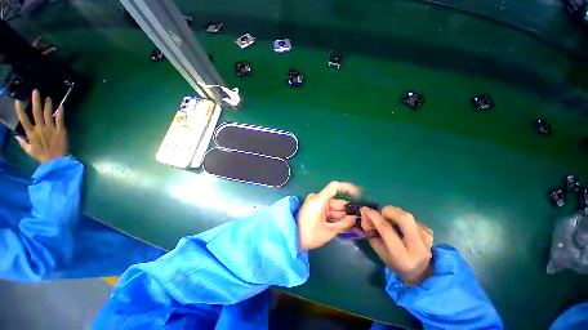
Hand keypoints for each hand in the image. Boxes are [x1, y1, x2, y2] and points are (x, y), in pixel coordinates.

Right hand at [15, 90, 67, 162]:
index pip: (24, 119)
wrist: (56, 161)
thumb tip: (16, 136)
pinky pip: (60, 120)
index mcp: (31, 133)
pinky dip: (60, 113)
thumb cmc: (41, 156)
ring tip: (48, 97)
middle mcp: (40, 128)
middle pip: (36, 112)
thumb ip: (22, 143)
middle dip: (35, 101)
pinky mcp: (60, 130)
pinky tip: (61, 106)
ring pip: (48, 114)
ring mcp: (51, 129)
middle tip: (35, 91)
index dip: (20, 110)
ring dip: (47, 105)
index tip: (17, 101)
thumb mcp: (29, 151)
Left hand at [297, 181, 360, 250]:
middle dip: (347, 211)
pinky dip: (335, 218)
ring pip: (334, 208)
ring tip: (353, 226)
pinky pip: (328, 211)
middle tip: (359, 220)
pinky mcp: (315, 209)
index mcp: (319, 200)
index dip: (348, 188)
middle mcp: (318, 199)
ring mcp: (316, 204)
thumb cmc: (309, 235)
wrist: (292, 239)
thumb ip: (344, 224)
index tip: (358, 194)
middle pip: (337, 201)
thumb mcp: (328, 231)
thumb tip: (355, 218)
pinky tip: (343, 226)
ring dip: (342, 216)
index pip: (334, 187)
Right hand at [361, 206, 433, 285]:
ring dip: (394, 215)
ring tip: (390, 223)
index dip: (374, 217)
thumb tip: (365, 215)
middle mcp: (418, 247)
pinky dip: (402, 219)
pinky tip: (401, 228)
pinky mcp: (429, 232)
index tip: (364, 209)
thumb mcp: (380, 252)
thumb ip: (371, 233)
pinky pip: (412, 218)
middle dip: (389, 211)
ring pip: (407, 215)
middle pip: (404, 218)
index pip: (387, 230)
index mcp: (403, 257)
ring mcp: (427, 238)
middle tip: (381, 215)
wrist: (422, 273)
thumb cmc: (396, 264)